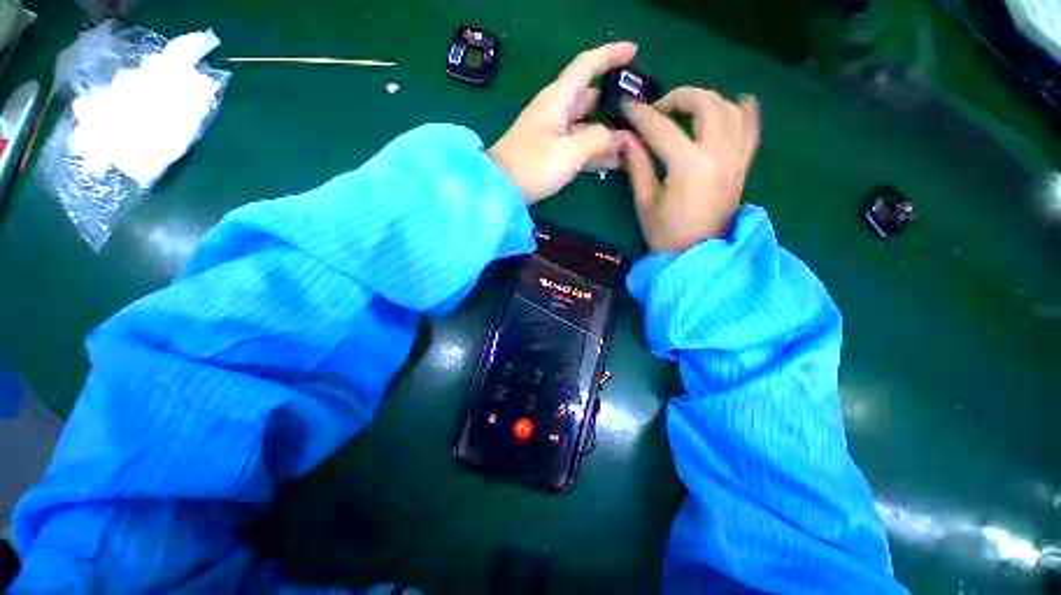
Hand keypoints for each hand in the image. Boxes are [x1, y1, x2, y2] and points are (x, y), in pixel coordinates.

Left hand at [488, 42, 636, 204]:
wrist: (500, 189)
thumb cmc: (532, 166)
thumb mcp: (569, 153)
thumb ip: (598, 140)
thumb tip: (617, 137)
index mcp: (558, 100)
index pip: (587, 66)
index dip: (611, 55)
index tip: (634, 52)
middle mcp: (555, 111)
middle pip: (589, 98)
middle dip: (613, 102)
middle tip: (638, 111)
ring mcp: (552, 133)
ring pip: (585, 125)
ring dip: (606, 132)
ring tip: (631, 143)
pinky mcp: (549, 152)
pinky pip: (577, 145)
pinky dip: (594, 150)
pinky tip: (611, 162)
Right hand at [619, 88, 760, 252]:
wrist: (696, 257)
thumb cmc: (665, 234)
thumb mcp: (645, 202)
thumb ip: (637, 165)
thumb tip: (626, 137)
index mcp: (689, 165)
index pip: (662, 128)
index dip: (641, 115)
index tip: (625, 108)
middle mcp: (719, 153)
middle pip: (706, 104)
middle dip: (679, 97)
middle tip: (658, 110)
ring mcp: (736, 158)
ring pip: (731, 109)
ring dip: (707, 100)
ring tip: (686, 110)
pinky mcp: (742, 166)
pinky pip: (751, 130)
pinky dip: (745, 111)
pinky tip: (736, 102)